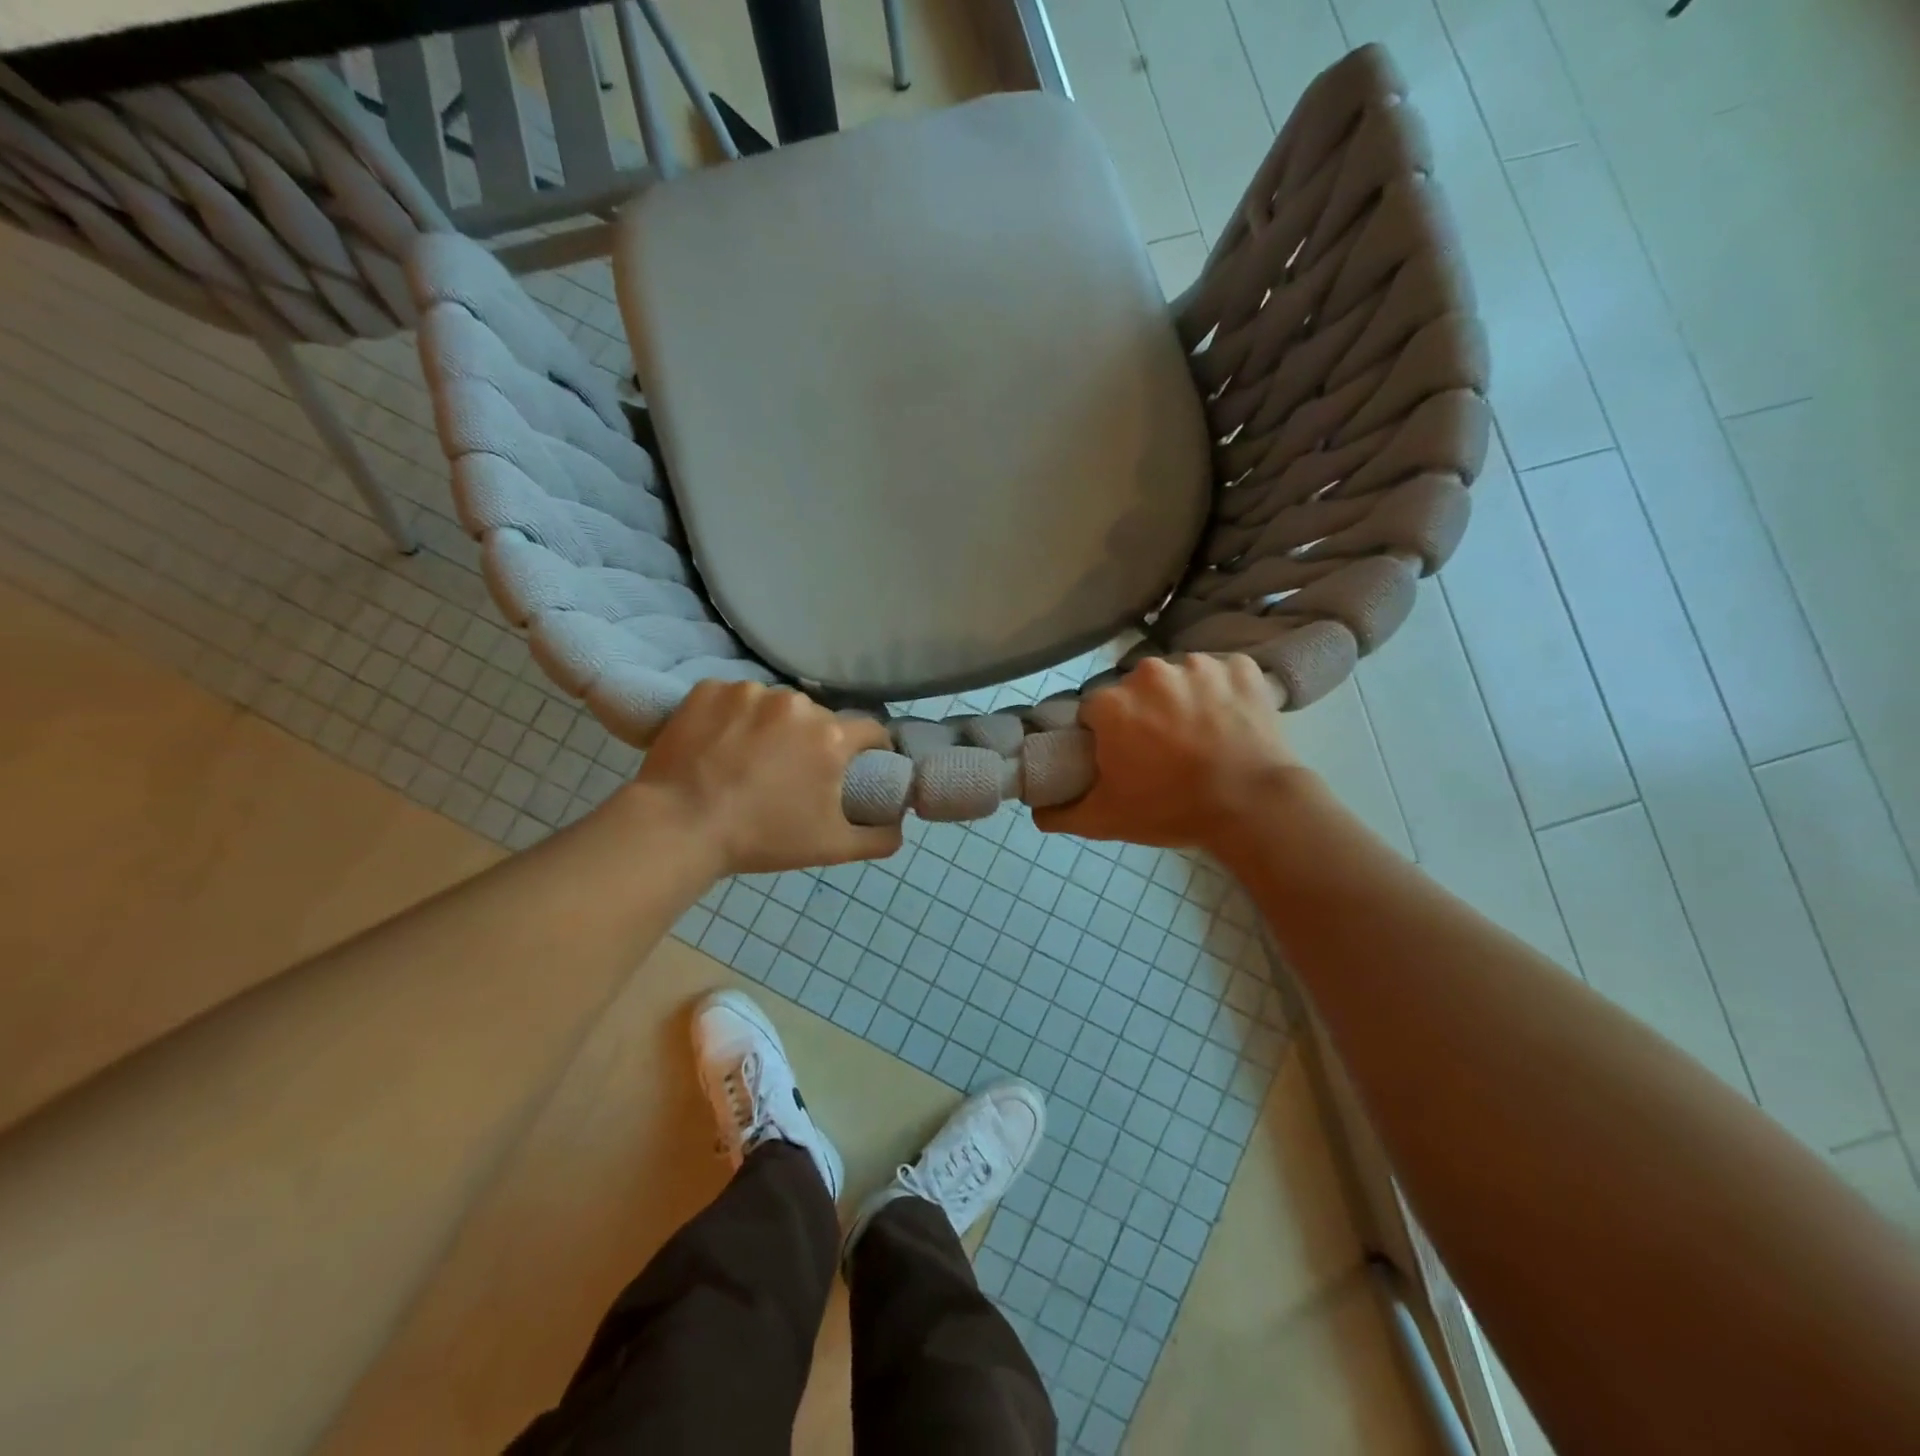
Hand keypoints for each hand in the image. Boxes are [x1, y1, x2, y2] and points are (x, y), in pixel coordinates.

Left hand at [628, 682, 900, 876]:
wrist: (679, 826)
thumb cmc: (761, 838)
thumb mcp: (831, 848)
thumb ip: (880, 837)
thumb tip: (900, 824)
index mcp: (831, 736)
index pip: (870, 730)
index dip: (871, 748)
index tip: (860, 765)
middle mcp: (796, 703)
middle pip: (818, 718)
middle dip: (812, 741)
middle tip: (790, 772)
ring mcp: (749, 691)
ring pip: (774, 706)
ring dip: (771, 726)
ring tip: (747, 759)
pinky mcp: (709, 689)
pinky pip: (732, 699)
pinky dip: (731, 717)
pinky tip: (717, 745)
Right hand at [1035, 654, 1306, 852]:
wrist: (1253, 806)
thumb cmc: (1172, 809)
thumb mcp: (1106, 820)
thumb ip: (1061, 813)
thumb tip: (1035, 809)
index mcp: (1112, 703)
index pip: (1095, 711)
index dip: (1105, 734)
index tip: (1123, 756)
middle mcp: (1150, 672)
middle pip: (1135, 689)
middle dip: (1143, 713)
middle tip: (1163, 750)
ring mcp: (1199, 665)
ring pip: (1178, 677)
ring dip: (1183, 698)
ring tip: (1201, 735)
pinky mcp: (1240, 666)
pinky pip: (1221, 672)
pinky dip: (1223, 690)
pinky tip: (1230, 719)